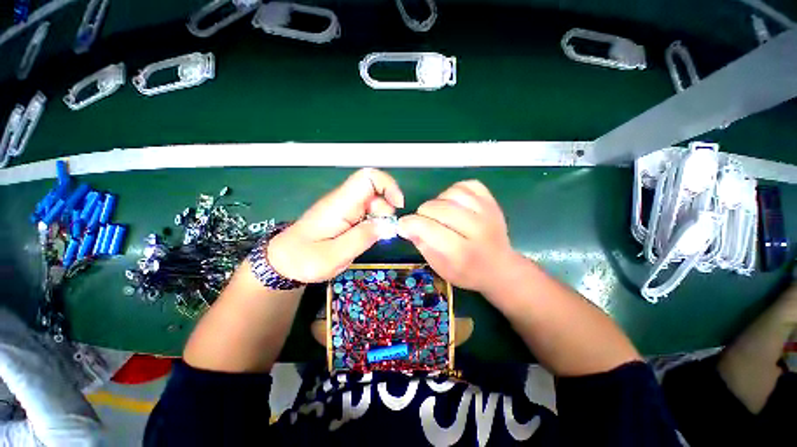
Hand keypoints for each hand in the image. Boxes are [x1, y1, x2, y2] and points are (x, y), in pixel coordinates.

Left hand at [267, 168, 403, 282]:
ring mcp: (344, 207)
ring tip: (373, 238)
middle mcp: (343, 200)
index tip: (397, 206)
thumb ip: (362, 238)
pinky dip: (374, 223)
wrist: (283, 261)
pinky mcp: (345, 215)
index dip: (388, 185)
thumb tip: (388, 225)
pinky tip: (368, 237)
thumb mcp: (335, 255)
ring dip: (381, 218)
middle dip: (386, 209)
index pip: (367, 177)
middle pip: (375, 190)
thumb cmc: (304, 259)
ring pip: (373, 202)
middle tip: (383, 232)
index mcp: (340, 204)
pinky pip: (367, 212)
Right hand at [398, 180, 516, 294]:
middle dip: (422, 213)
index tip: (403, 225)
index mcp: (463, 253)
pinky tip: (452, 202)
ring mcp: (487, 213)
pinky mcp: (492, 202)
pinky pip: (467, 185)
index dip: (410, 224)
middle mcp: (477, 230)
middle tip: (421, 221)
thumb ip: (422, 245)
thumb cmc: (467, 272)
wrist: (500, 268)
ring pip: (453, 193)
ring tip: (438, 212)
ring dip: (437, 201)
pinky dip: (453, 191)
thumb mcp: (440, 267)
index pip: (430, 229)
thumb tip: (406, 226)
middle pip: (440, 209)